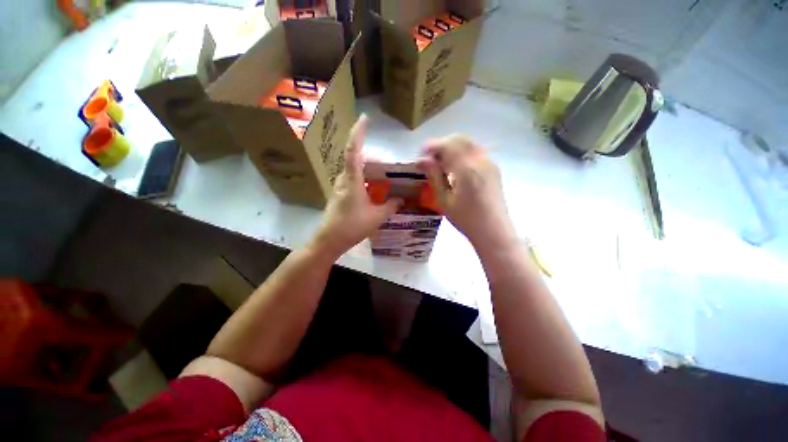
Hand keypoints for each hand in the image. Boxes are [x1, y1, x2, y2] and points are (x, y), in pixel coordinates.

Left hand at [313, 115, 401, 256]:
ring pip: (356, 171)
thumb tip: (401, 200)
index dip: (358, 133)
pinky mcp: (340, 194)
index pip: (353, 150)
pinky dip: (366, 180)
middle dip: (373, 159)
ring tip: (385, 179)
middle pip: (357, 160)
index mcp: (352, 180)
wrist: (330, 240)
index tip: (365, 118)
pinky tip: (376, 191)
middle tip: (388, 166)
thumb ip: (390, 206)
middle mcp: (344, 179)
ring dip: (370, 171)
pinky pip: (355, 180)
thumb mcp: (376, 217)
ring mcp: (341, 186)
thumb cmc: (352, 226)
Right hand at [417, 135, 515, 249]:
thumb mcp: (444, 200)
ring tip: (442, 163)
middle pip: (459, 139)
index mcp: (466, 168)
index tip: (420, 156)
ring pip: (469, 144)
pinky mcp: (494, 169)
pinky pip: (476, 151)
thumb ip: (434, 176)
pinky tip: (456, 168)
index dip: (431, 146)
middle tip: (430, 159)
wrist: (493, 231)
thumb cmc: (465, 219)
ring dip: (453, 147)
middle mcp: (480, 160)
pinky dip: (463, 152)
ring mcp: (489, 163)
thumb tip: (422, 160)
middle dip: (442, 145)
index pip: (447, 145)